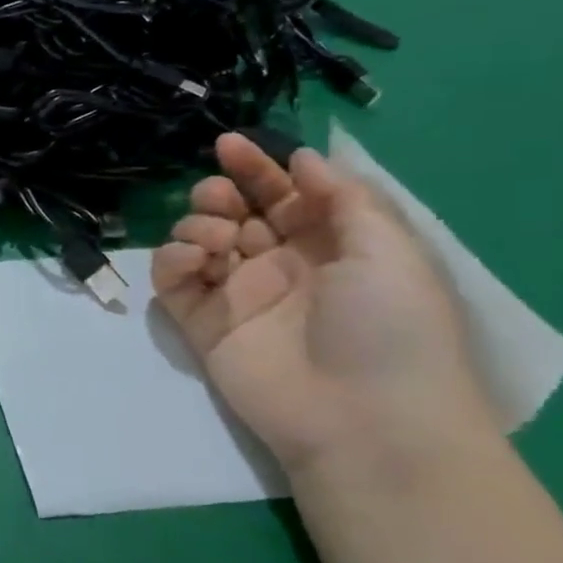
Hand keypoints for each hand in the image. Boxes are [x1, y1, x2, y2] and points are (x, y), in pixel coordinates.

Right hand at [151, 132, 496, 470]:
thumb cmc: (390, 327)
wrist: (362, 418)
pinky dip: (172, 259)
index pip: (284, 196)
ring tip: (218, 239)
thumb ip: (344, 199)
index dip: (258, 167)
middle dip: (220, 193)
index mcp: (329, 247)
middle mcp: (278, 266)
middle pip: (234, 213)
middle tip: (221, 197)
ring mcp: (235, 294)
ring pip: (197, 240)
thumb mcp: (391, 252)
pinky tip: (195, 259)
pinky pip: (171, 279)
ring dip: (199, 224)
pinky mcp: (199, 322)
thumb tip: (303, 158)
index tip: (228, 143)